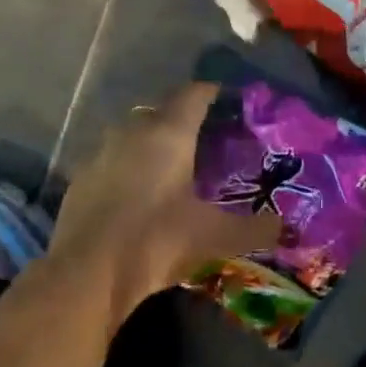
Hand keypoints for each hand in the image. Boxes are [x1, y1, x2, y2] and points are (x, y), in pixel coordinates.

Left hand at [50, 83, 281, 320]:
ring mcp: (102, 151)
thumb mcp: (214, 237)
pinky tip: (136, 193)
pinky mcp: (80, 177)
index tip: (228, 101)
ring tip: (171, 167)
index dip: (212, 93)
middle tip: (205, 140)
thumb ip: (254, 230)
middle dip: (183, 119)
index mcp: (169, 132)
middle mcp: (134, 130)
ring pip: (133, 133)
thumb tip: (284, 227)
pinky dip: (127, 167)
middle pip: (163, 110)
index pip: (194, 94)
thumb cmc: (156, 241)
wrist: (87, 273)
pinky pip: (111, 159)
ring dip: (152, 142)